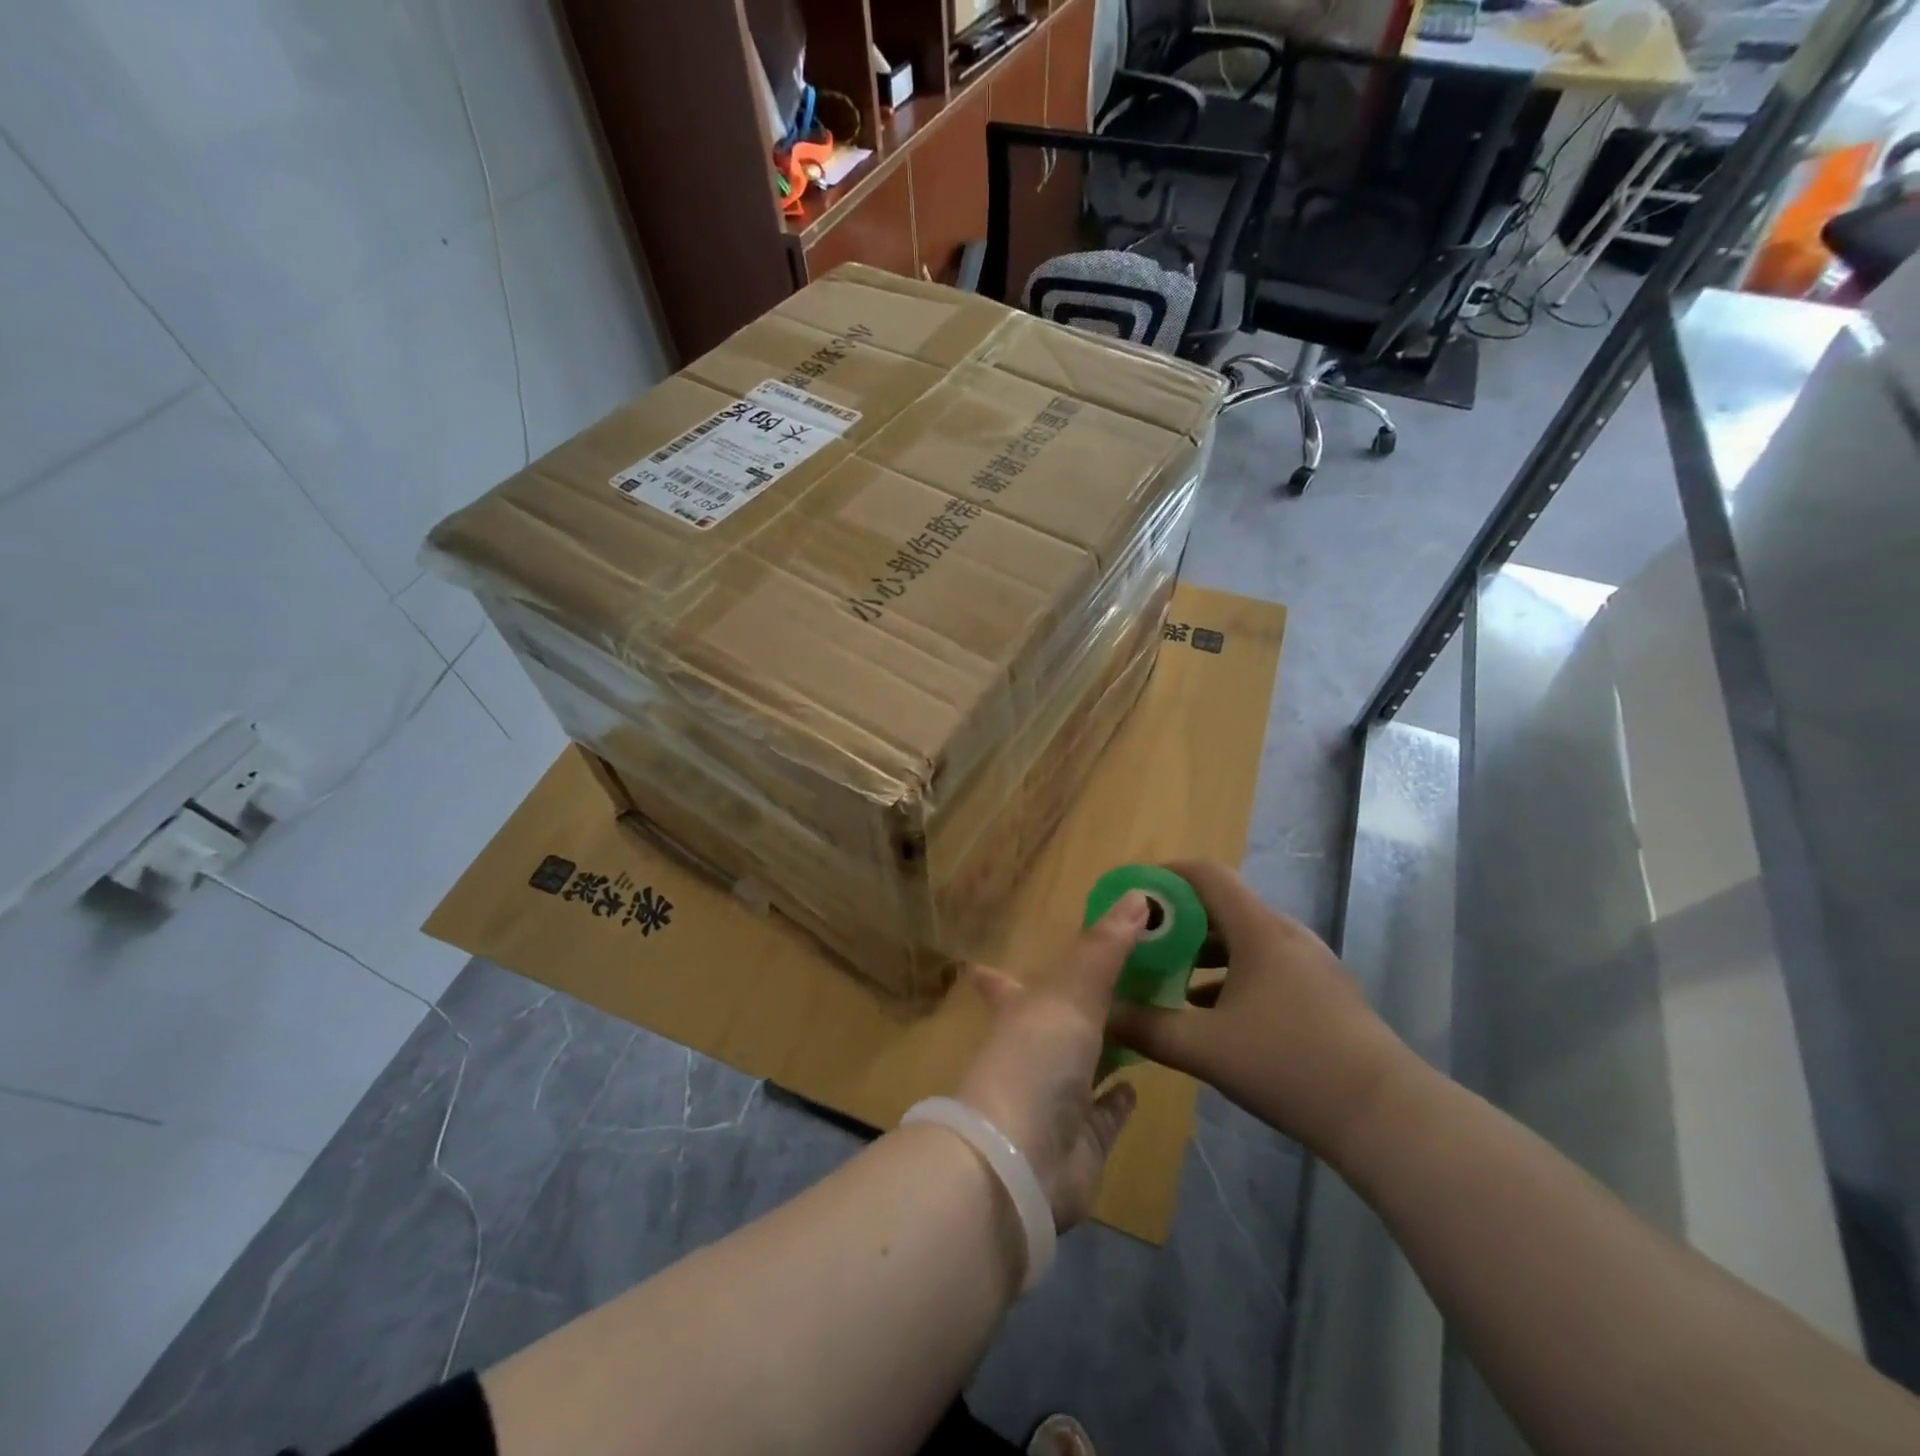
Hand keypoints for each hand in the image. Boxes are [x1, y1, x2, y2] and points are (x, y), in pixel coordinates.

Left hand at [954, 892, 1145, 1229]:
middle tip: (1122, 982)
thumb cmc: (1035, 1063)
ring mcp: (1056, 1100)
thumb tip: (1138, 893)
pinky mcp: (1082, 1141)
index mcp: (1017, 1014)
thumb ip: (1104, 948)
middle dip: (1080, 1005)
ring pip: (1084, 1064)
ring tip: (1142, 1022)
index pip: (1003, 985)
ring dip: (1107, 1046)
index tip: (989, 960)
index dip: (997, 973)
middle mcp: (1032, 1054)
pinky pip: (1105, 1114)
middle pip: (1056, 1023)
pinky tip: (1137, 1086)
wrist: (1019, 1164)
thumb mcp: (1070, 994)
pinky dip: (1118, 1100)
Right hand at [1105, 860, 1413, 1163]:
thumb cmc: (1289, 1065)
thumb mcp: (1205, 1048)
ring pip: (1243, 939)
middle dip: (1176, 921)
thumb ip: (1147, 1028)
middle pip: (1222, 906)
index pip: (1206, 874)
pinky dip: (1229, 975)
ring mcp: (1308, 963)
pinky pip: (1264, 965)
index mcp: (1258, 929)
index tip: (1132, 895)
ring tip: (1167, 979)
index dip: (1165, 876)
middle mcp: (1285, 934)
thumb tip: (1103, 1014)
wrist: (1385, 1116)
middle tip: (1140, 944)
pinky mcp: (1321, 992)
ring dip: (1202, 952)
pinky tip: (1210, 1013)